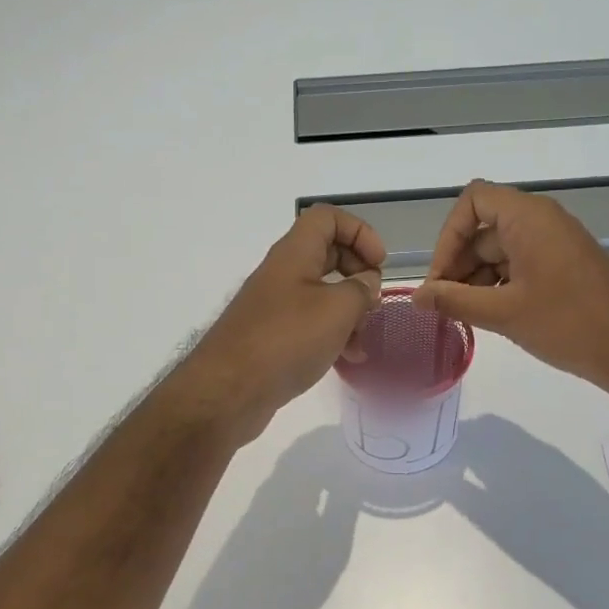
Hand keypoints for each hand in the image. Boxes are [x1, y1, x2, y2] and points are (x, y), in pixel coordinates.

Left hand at [181, 206, 384, 442]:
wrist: (229, 391)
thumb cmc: (286, 340)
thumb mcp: (337, 310)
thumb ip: (361, 290)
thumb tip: (367, 283)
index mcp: (294, 253)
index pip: (327, 218)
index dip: (359, 232)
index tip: (379, 264)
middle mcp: (282, 273)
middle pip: (327, 254)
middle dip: (357, 273)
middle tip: (374, 300)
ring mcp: (275, 306)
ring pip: (321, 294)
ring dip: (348, 311)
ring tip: (363, 339)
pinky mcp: (272, 337)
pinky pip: (310, 324)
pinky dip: (332, 335)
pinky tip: (348, 359)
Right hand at [412, 180, 608, 394]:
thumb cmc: (567, 323)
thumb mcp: (503, 313)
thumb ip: (454, 301)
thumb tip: (416, 296)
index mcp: (528, 217)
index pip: (473, 201)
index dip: (448, 236)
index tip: (440, 277)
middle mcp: (542, 221)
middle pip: (484, 228)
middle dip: (459, 264)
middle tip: (445, 305)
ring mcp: (556, 243)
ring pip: (501, 250)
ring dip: (477, 278)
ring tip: (467, 316)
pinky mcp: (565, 266)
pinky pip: (521, 264)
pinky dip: (500, 285)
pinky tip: (493, 316)